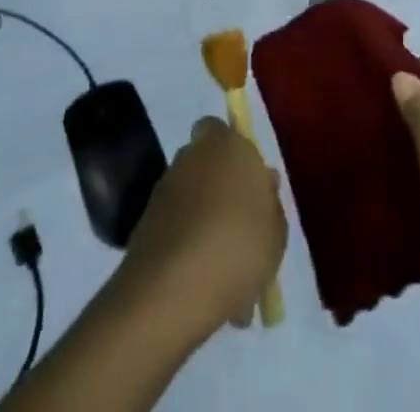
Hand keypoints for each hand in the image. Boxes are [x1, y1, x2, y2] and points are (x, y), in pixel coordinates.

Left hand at [116, 118, 286, 340]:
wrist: (173, 290)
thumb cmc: (238, 245)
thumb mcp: (276, 231)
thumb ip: (271, 203)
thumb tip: (264, 185)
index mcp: (225, 144)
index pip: (218, 129)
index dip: (231, 151)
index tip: (247, 183)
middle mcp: (190, 157)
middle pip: (204, 164)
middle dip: (218, 188)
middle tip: (238, 226)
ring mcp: (164, 190)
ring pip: (190, 199)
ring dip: (203, 222)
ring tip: (225, 269)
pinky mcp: (144, 225)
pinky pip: (174, 230)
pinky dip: (186, 248)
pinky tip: (204, 285)